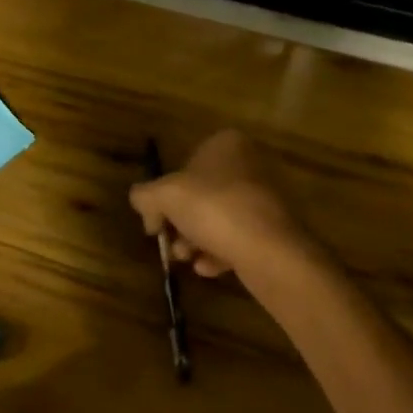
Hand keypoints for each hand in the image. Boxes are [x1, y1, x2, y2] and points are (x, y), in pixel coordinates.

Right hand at [129, 130, 326, 294]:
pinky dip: (218, 251)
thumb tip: (138, 199)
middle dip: (181, 222)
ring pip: (218, 218)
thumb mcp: (164, 196)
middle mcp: (248, 164)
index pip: (185, 163)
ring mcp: (264, 197)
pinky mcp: (274, 228)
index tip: (155, 220)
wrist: (269, 249)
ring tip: (186, 258)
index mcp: (226, 144)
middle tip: (169, 243)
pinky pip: (237, 237)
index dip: (165, 193)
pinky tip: (207, 268)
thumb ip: (144, 195)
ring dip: (195, 239)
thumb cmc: (214, 208)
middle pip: (200, 194)